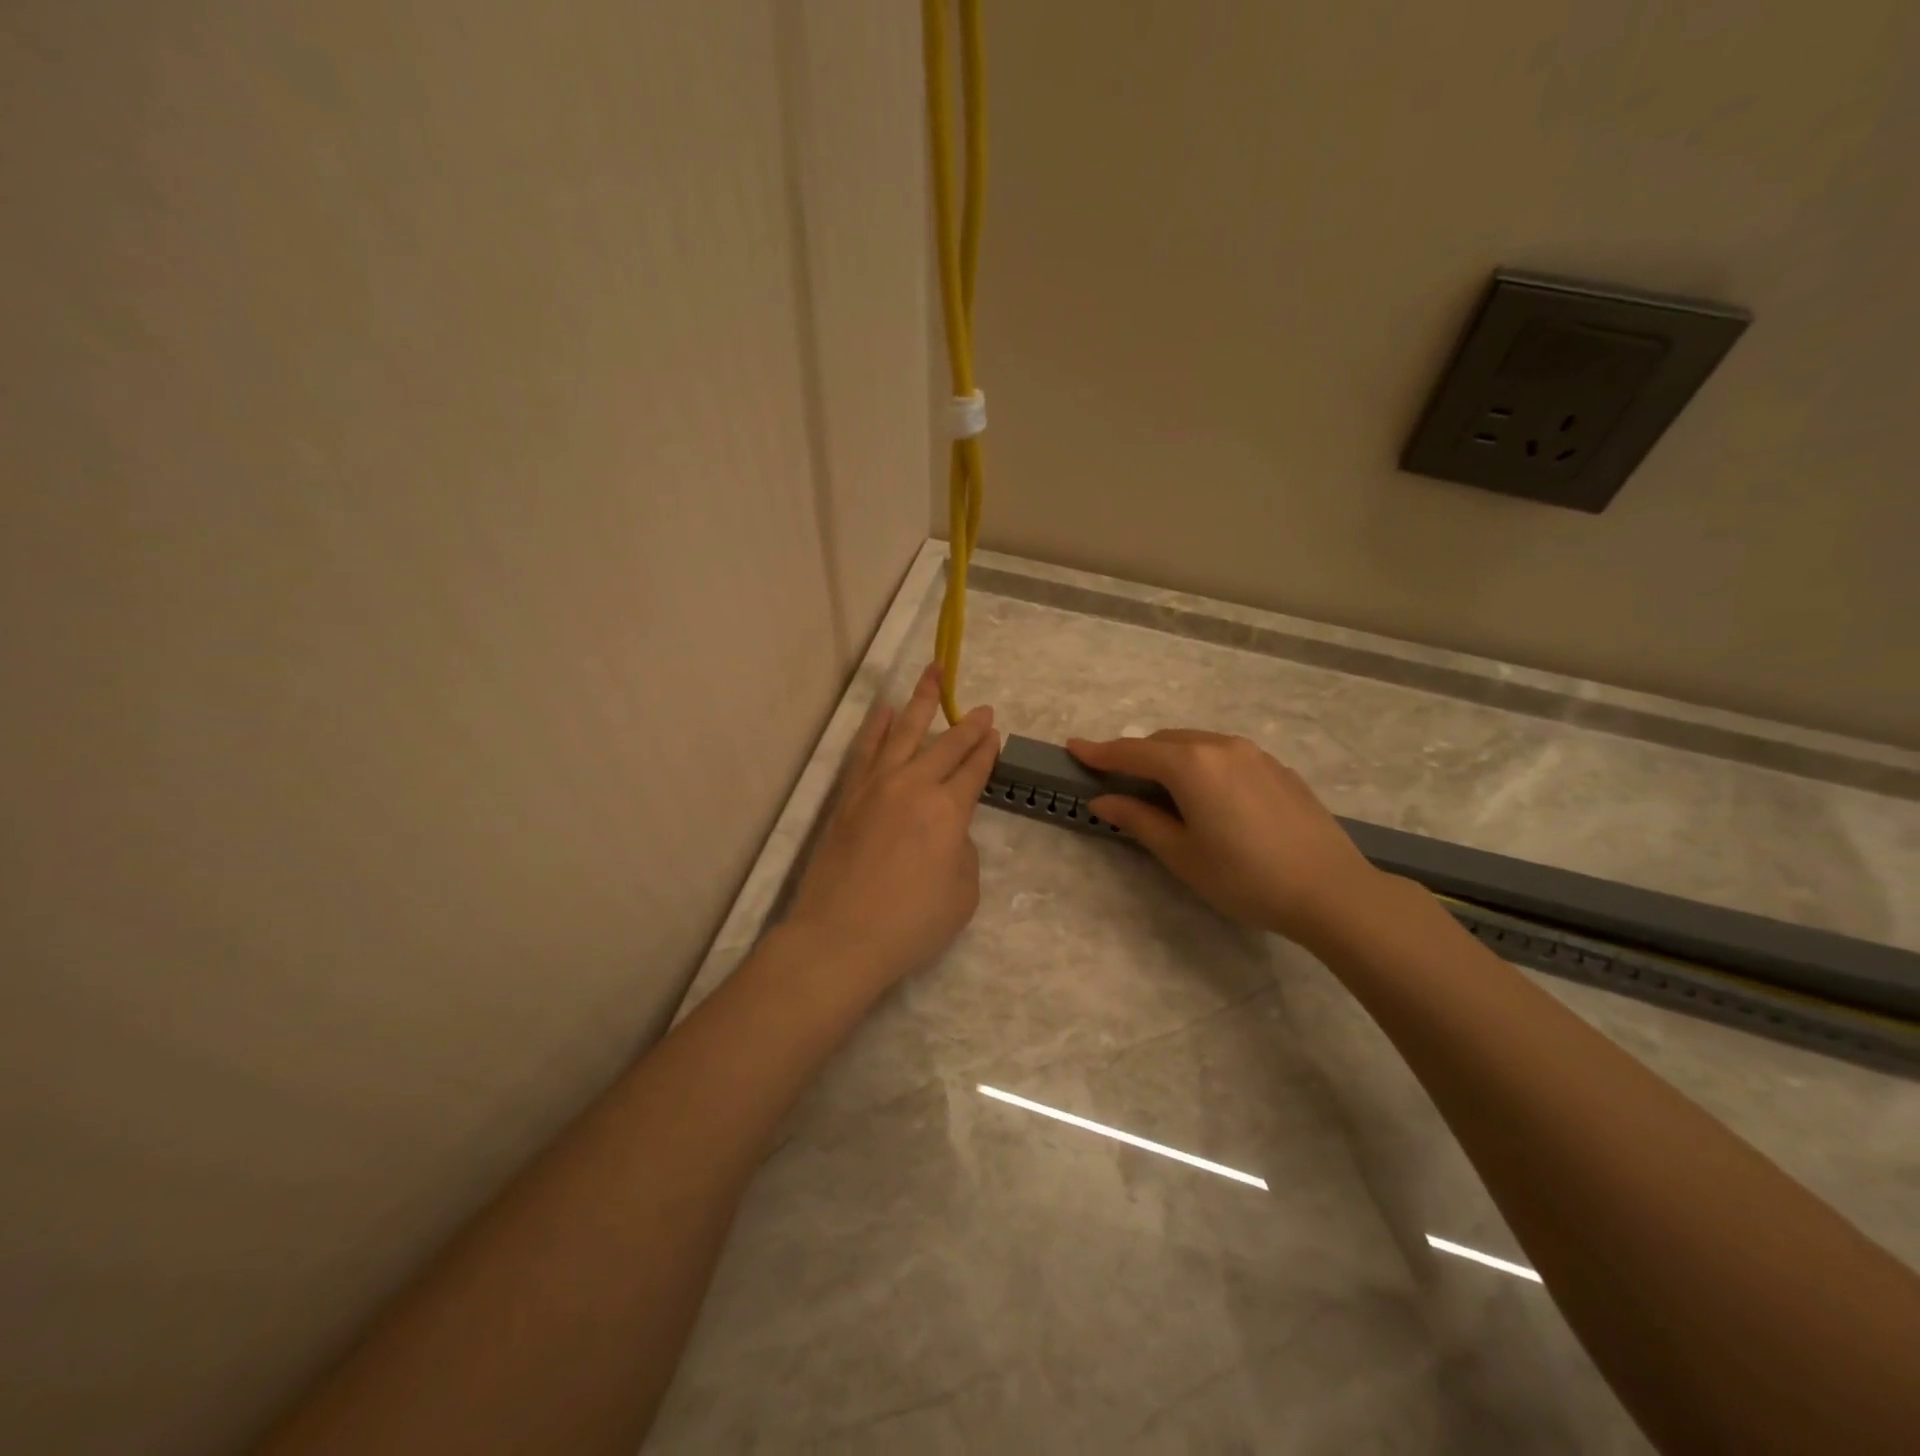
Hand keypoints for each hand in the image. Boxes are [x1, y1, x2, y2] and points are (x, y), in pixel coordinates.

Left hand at [785, 665, 999, 997]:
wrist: (839, 937)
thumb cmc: (910, 924)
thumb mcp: (963, 893)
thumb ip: (962, 852)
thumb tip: (947, 831)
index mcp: (949, 811)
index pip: (973, 769)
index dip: (987, 749)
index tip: (995, 731)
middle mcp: (914, 787)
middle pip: (945, 745)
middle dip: (967, 725)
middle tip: (982, 708)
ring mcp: (876, 787)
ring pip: (902, 732)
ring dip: (920, 702)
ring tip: (932, 674)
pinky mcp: (848, 796)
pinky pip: (865, 750)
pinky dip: (876, 727)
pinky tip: (883, 711)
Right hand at [1067, 730, 1381, 945]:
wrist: (1331, 890)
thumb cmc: (1244, 876)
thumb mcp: (1181, 854)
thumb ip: (1138, 820)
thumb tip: (1103, 801)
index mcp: (1190, 764)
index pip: (1132, 752)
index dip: (1098, 751)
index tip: (1072, 747)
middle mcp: (1220, 746)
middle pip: (1164, 742)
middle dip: (1136, 756)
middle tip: (1116, 781)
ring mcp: (1254, 754)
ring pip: (1197, 745)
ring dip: (1170, 759)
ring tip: (1161, 790)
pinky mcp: (1277, 768)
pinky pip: (1225, 755)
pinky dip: (1202, 765)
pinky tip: (1208, 797)